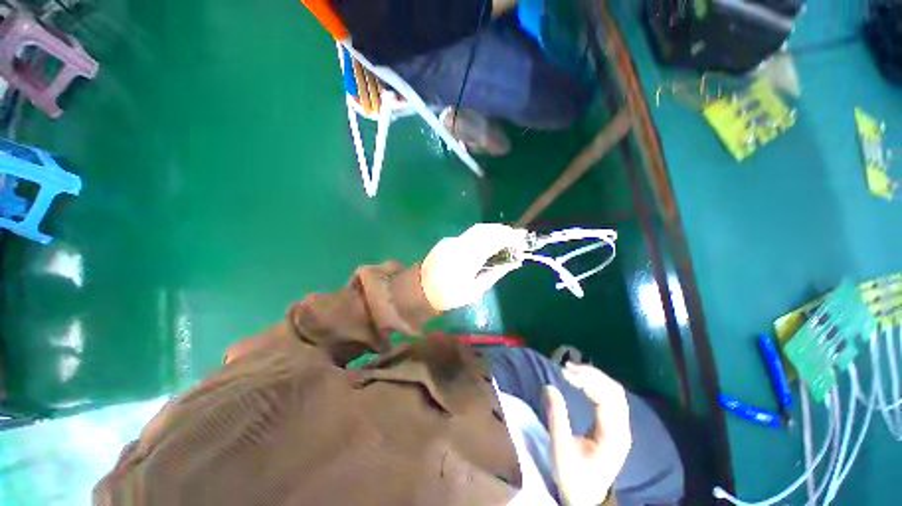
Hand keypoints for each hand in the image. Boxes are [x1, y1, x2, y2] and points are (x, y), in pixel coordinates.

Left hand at [420, 223, 526, 310]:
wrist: (420, 290)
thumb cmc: (448, 295)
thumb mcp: (474, 291)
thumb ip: (494, 274)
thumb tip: (513, 262)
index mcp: (465, 260)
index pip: (490, 241)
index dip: (508, 237)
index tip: (522, 238)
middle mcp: (458, 245)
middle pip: (484, 230)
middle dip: (502, 230)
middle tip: (517, 236)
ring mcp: (451, 241)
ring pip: (477, 230)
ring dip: (494, 231)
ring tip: (508, 237)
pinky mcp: (448, 241)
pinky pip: (470, 234)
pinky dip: (484, 234)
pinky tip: (490, 241)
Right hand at [545, 363, 631, 505]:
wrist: (587, 498)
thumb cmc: (573, 476)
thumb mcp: (561, 449)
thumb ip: (556, 417)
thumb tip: (549, 386)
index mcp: (612, 436)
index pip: (605, 399)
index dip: (586, 381)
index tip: (564, 372)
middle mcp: (622, 428)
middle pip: (614, 391)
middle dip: (591, 374)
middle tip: (567, 367)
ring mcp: (621, 426)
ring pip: (614, 391)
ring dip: (594, 377)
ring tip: (571, 369)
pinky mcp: (615, 425)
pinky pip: (610, 397)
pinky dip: (596, 384)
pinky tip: (581, 379)